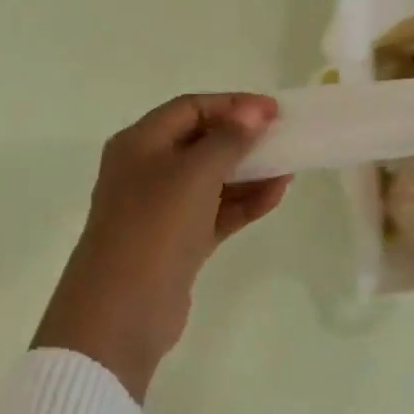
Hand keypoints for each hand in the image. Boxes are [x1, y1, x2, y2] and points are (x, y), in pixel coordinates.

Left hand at [32, 94, 290, 401]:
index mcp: (139, 144)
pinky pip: (216, 214)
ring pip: (211, 181)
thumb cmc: (155, 227)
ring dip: (249, 173)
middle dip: (243, 139)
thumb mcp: (193, 174)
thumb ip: (227, 140)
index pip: (189, 109)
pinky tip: (275, 197)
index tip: (274, 111)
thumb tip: (253, 112)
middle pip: (201, 144)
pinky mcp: (179, 243)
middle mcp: (147, 172)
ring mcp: (162, 211)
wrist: (124, 308)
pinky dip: (243, 204)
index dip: (232, 105)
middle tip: (285, 139)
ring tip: (289, 170)